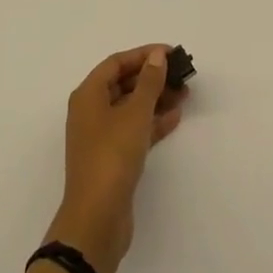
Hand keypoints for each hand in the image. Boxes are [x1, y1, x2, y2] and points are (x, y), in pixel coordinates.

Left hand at [45, 45, 186, 272]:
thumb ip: (149, 82)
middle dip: (152, 77)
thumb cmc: (112, 156)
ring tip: (185, 94)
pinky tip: (176, 117)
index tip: (171, 53)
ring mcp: (101, 136)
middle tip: (182, 75)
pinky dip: (153, 121)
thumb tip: (157, 55)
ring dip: (156, 99)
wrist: (97, 219)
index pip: (116, 63)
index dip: (143, 55)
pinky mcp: (112, 158)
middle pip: (123, 84)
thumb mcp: (134, 114)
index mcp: (88, 94)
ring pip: (131, 107)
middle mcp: (91, 111)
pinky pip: (134, 129)